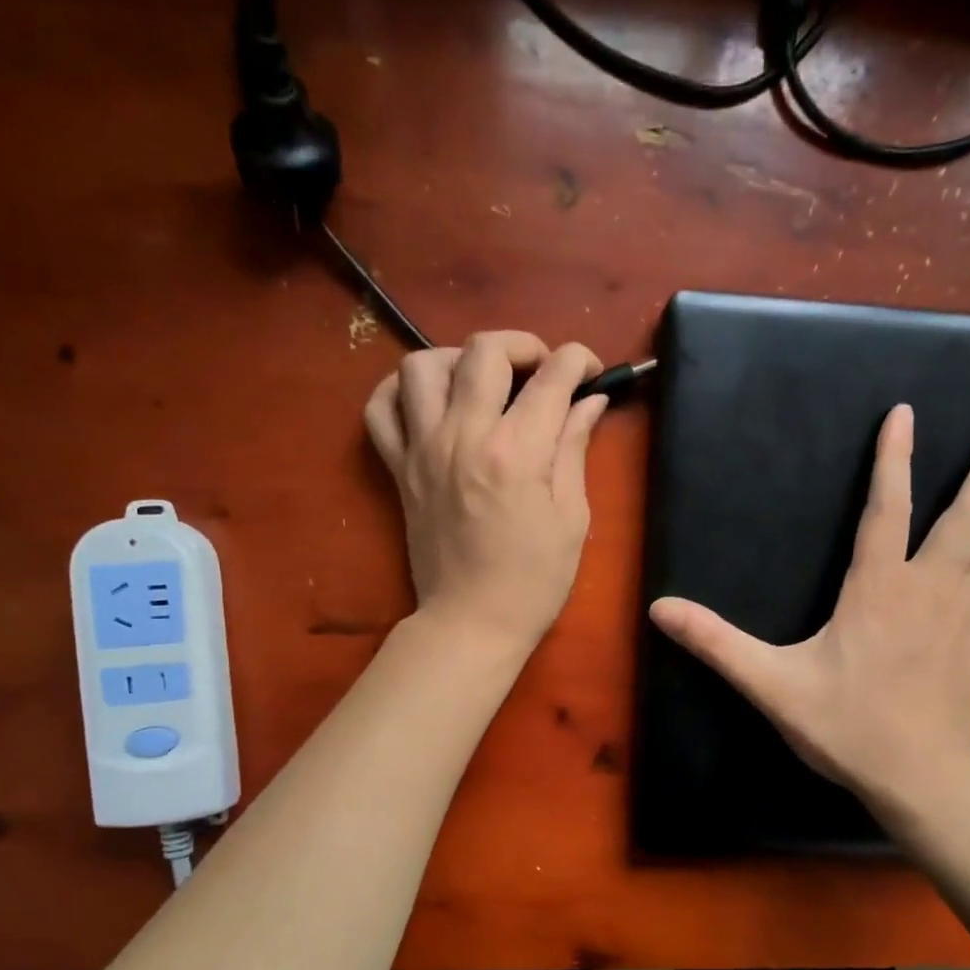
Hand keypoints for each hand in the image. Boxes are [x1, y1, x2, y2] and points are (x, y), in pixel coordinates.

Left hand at [366, 331, 608, 655]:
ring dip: (458, 361)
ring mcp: (422, 450)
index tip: (589, 371)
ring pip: (423, 365)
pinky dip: (401, 392)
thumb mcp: (572, 518)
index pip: (551, 377)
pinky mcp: (398, 469)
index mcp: (516, 452)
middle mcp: (463, 437)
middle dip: (522, 346)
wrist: (471, 623)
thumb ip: (574, 449)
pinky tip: (429, 402)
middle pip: (484, 351)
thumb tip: (589, 401)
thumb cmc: (533, 580)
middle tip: (540, 372)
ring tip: (482, 384)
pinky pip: (380, 409)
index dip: (578, 361)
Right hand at [649, 407, 969, 803]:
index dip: (893, 460)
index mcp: (878, 590)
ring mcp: (965, 617)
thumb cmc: (843, 725)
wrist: (914, 779)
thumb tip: (660, 608)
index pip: (886, 510)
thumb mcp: (769, 683)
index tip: (905, 414)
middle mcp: (928, 590)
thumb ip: (716, 642)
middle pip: (965, 518)